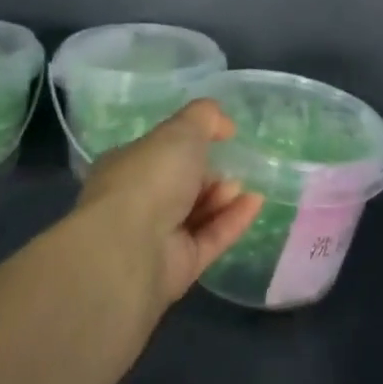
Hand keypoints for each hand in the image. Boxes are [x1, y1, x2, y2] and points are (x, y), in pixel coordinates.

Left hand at [76, 100, 263, 308]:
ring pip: (196, 213)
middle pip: (180, 184)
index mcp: (127, 166)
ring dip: (222, 197)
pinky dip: (233, 220)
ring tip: (242, 186)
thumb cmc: (150, 177)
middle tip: (230, 165)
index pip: (160, 152)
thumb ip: (204, 117)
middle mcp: (138, 201)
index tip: (219, 136)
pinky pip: (211, 238)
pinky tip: (255, 203)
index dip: (188, 143)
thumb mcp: (180, 130)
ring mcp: (157, 237)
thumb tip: (223, 122)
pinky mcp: (179, 266)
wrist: (130, 249)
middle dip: (207, 173)